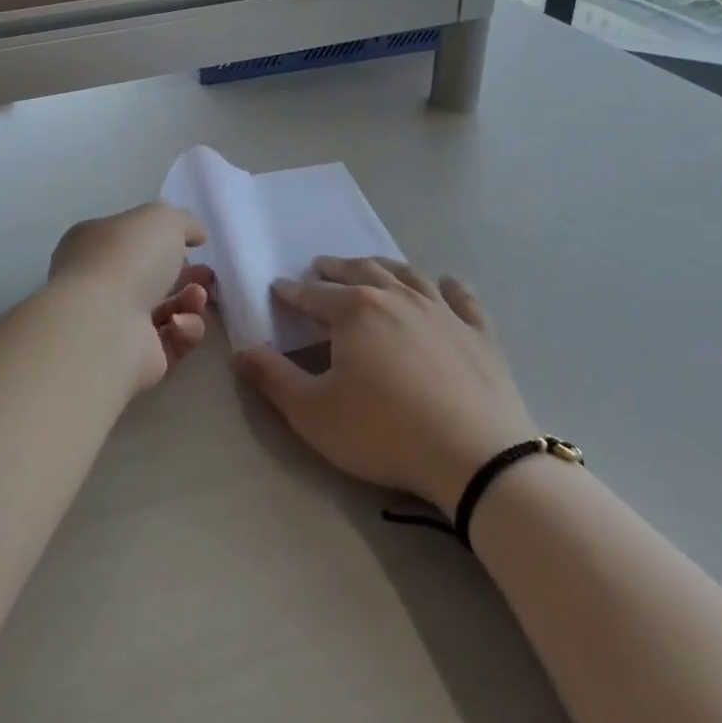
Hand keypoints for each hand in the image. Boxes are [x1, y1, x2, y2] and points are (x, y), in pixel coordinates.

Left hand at [48, 202, 214, 393]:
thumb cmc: (126, 258)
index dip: (163, 241)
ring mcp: (116, 324)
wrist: (105, 325)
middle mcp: (100, 284)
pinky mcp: (136, 359)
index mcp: (94, 245)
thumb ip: (183, 222)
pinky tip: (182, 324)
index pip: (131, 240)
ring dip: (190, 302)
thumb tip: (196, 235)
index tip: (195, 244)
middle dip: (186, 275)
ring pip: (166, 311)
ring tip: (199, 297)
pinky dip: (184, 331)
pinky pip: (172, 342)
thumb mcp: (162, 219)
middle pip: (151, 278)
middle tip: (208, 275)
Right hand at [233, 257, 535, 514]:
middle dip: (336, 268)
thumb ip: (272, 378)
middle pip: (361, 271)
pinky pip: (462, 299)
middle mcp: (398, 298)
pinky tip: (446, 282)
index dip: (291, 292)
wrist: (475, 457)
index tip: (278, 288)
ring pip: (408, 275)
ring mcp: (443, 312)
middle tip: (321, 266)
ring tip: (372, 266)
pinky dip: (451, 287)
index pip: (313, 294)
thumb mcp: (312, 412)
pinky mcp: (479, 333)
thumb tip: (242, 351)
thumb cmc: (383, 432)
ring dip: (384, 266)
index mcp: (355, 310)